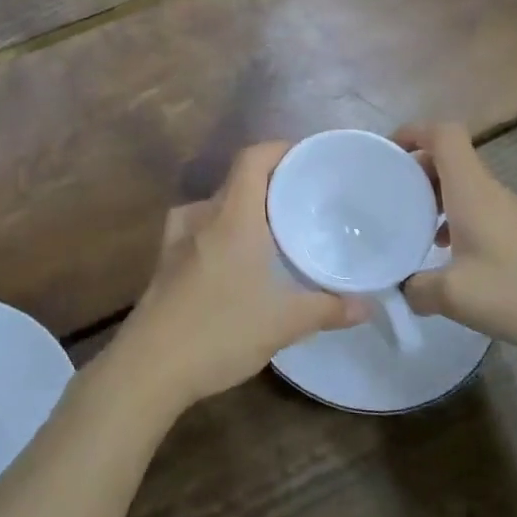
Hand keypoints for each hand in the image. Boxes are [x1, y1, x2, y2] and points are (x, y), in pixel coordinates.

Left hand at [110, 142, 368, 411]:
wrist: (149, 366)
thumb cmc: (220, 330)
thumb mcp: (283, 323)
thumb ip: (328, 309)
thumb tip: (368, 305)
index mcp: (232, 216)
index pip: (252, 158)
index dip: (279, 150)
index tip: (307, 160)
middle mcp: (202, 217)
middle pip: (237, 180)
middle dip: (269, 183)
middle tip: (302, 200)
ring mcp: (177, 239)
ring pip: (215, 206)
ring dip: (243, 208)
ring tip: (271, 228)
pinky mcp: (165, 263)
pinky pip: (199, 229)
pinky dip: (221, 231)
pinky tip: (235, 258)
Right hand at [396, 122, 516, 361]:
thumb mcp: (454, 296)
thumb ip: (416, 288)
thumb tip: (401, 288)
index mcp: (472, 190)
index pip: (443, 134)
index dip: (412, 133)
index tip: (386, 156)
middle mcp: (490, 192)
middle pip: (449, 158)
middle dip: (415, 169)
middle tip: (389, 198)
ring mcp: (510, 213)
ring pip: (463, 186)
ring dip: (434, 197)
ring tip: (412, 228)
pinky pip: (478, 211)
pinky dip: (454, 219)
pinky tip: (448, 256)